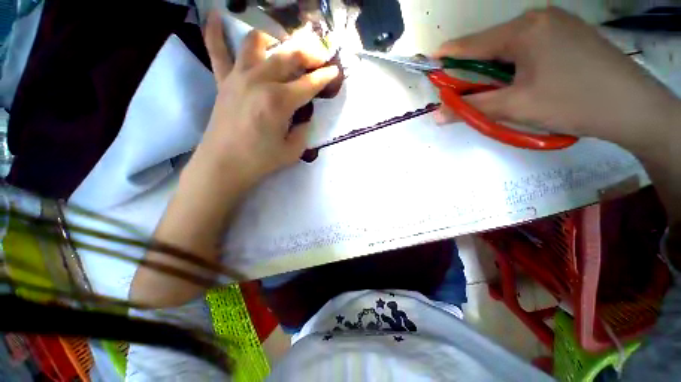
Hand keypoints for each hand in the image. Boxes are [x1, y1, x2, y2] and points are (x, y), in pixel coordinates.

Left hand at [194, 11, 338, 187]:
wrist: (224, 165)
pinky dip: (214, 31)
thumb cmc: (260, 161)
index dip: (325, 76)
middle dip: (308, 53)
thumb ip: (303, 130)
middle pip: (288, 55)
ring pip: (257, 43)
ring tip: (282, 46)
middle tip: (319, 56)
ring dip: (274, 40)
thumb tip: (304, 116)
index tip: (334, 70)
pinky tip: (215, 15)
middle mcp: (260, 81)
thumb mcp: (293, 151)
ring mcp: (238, 77)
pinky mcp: (222, 81)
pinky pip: (215, 49)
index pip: (309, 83)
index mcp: (280, 102)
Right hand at [435, 7, 678, 150]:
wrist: (634, 107)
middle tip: (465, 91)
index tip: (430, 65)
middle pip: (491, 44)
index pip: (472, 43)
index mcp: (523, 30)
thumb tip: (437, 115)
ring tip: (498, 90)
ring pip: (510, 45)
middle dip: (473, 68)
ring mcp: (557, 22)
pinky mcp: (569, 32)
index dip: (447, 56)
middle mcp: (538, 17)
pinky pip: (530, 45)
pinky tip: (524, 79)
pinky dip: (516, 63)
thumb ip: (471, 108)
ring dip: (495, 67)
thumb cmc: (572, 103)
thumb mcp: (515, 107)